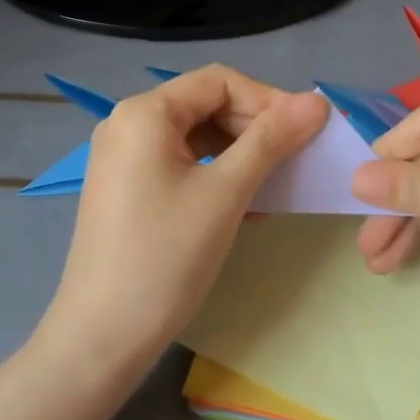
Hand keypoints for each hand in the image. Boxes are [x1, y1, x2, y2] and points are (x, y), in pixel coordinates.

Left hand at [37, 66, 327, 375]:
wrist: (101, 338)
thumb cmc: (166, 257)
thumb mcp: (226, 192)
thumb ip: (272, 140)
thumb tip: (317, 101)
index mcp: (144, 112)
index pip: (219, 81)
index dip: (268, 99)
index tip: (305, 131)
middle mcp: (127, 123)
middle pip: (206, 104)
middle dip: (255, 126)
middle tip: (294, 159)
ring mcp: (123, 157)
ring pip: (196, 135)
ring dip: (240, 152)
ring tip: (275, 184)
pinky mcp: (126, 187)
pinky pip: (181, 163)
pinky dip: (216, 173)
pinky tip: (245, 203)